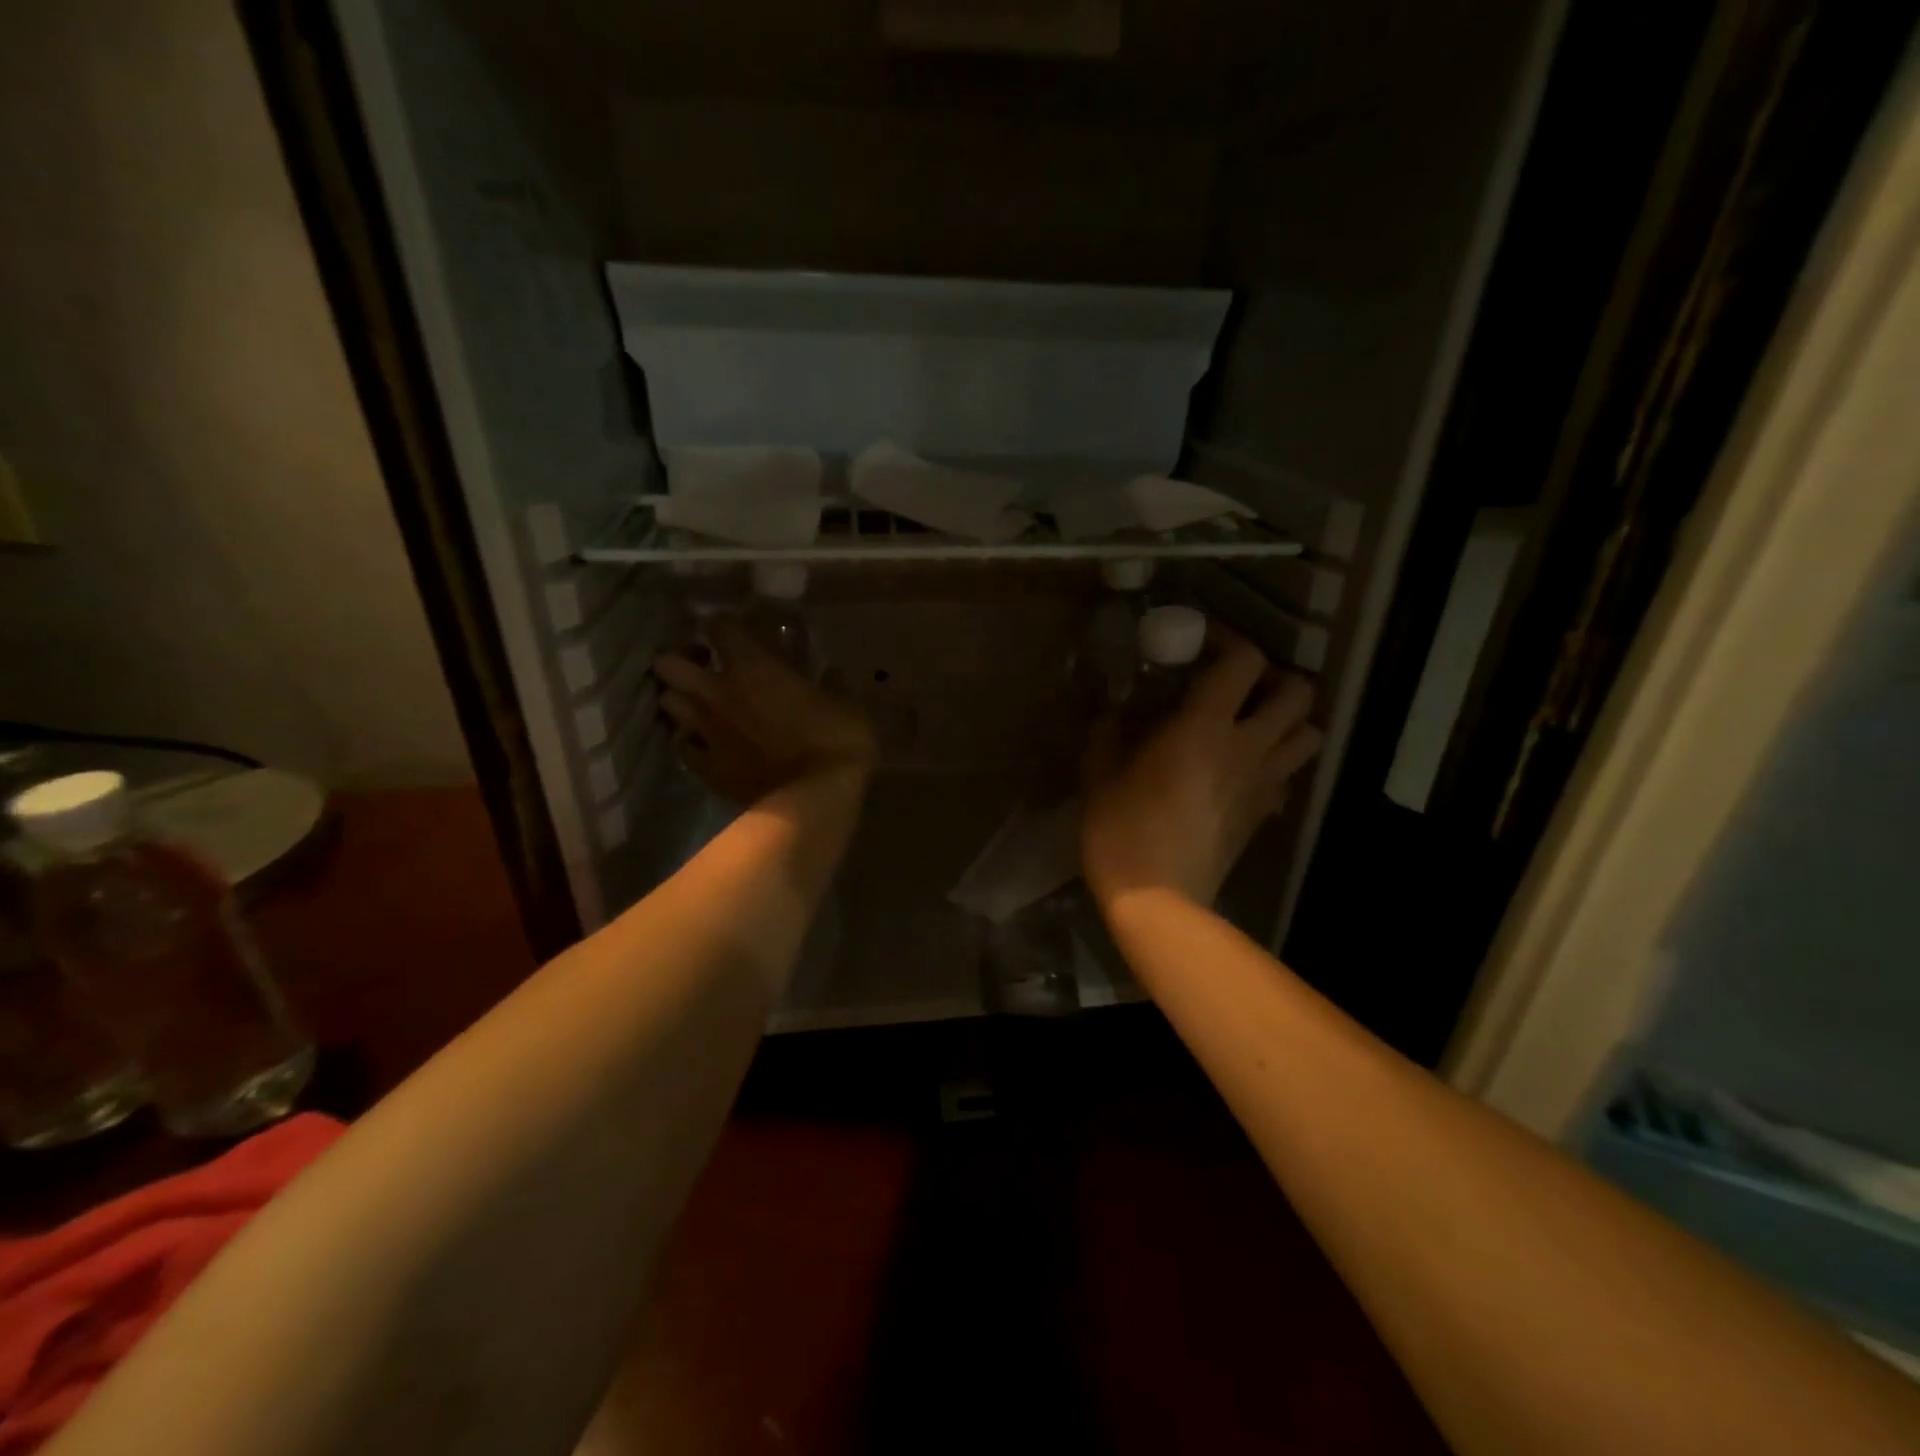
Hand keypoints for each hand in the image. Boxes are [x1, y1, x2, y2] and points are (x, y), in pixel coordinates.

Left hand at [654, 618, 877, 804]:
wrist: (814, 801)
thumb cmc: (836, 743)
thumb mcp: (848, 706)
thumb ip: (833, 685)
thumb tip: (831, 673)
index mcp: (753, 667)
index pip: (719, 626)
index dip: (722, 624)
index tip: (735, 630)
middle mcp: (718, 693)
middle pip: (668, 664)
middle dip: (681, 660)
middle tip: (705, 666)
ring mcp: (707, 732)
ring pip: (667, 703)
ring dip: (681, 699)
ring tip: (702, 704)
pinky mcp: (706, 768)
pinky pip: (683, 747)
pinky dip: (689, 741)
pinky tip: (705, 742)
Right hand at [1081, 628, 1322, 908]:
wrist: (1157, 898)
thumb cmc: (1121, 830)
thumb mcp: (1099, 772)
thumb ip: (1110, 729)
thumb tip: (1117, 708)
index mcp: (1204, 727)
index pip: (1244, 662)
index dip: (1228, 640)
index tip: (1202, 644)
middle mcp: (1247, 747)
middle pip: (1298, 692)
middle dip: (1274, 678)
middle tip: (1238, 686)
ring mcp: (1264, 782)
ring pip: (1310, 733)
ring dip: (1288, 719)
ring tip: (1253, 723)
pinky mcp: (1267, 812)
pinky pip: (1291, 774)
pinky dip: (1278, 761)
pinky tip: (1245, 769)